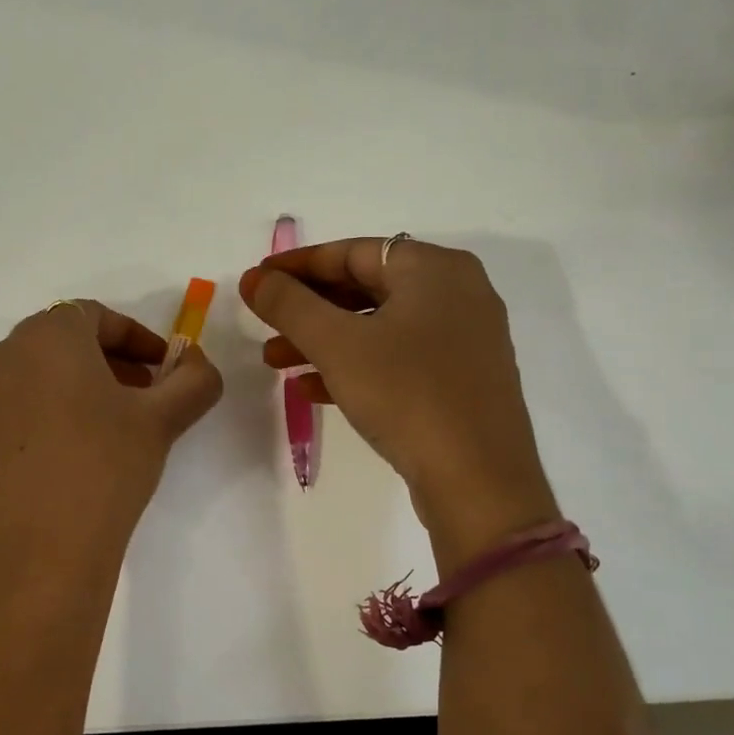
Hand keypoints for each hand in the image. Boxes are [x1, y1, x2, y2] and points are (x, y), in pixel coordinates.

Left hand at [0, 300, 222, 583]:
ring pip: (38, 375)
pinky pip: (16, 408)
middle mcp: (5, 356)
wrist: (39, 555)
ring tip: (111, 427)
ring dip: (78, 387)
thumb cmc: (105, 469)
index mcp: (47, 336)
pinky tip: (72, 456)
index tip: (164, 369)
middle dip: (110, 361)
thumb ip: (194, 379)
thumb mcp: (163, 419)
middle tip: (144, 395)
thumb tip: (196, 363)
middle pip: (64, 341)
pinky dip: (48, 414)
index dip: (138, 338)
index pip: (96, 315)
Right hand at [240, 238, 556, 552]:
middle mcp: (456, 293)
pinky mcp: (462, 379)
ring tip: (275, 362)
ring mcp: (463, 338)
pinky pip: (397, 358)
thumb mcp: (336, 344)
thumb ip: (289, 305)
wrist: (479, 482)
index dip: (297, 265)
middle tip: (263, 325)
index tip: (257, 280)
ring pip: (378, 326)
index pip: (352, 251)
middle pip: (364, 287)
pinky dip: (354, 365)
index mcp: (434, 268)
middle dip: (307, 309)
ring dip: (323, 340)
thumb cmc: (406, 395)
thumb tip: (254, 279)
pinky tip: (313, 389)